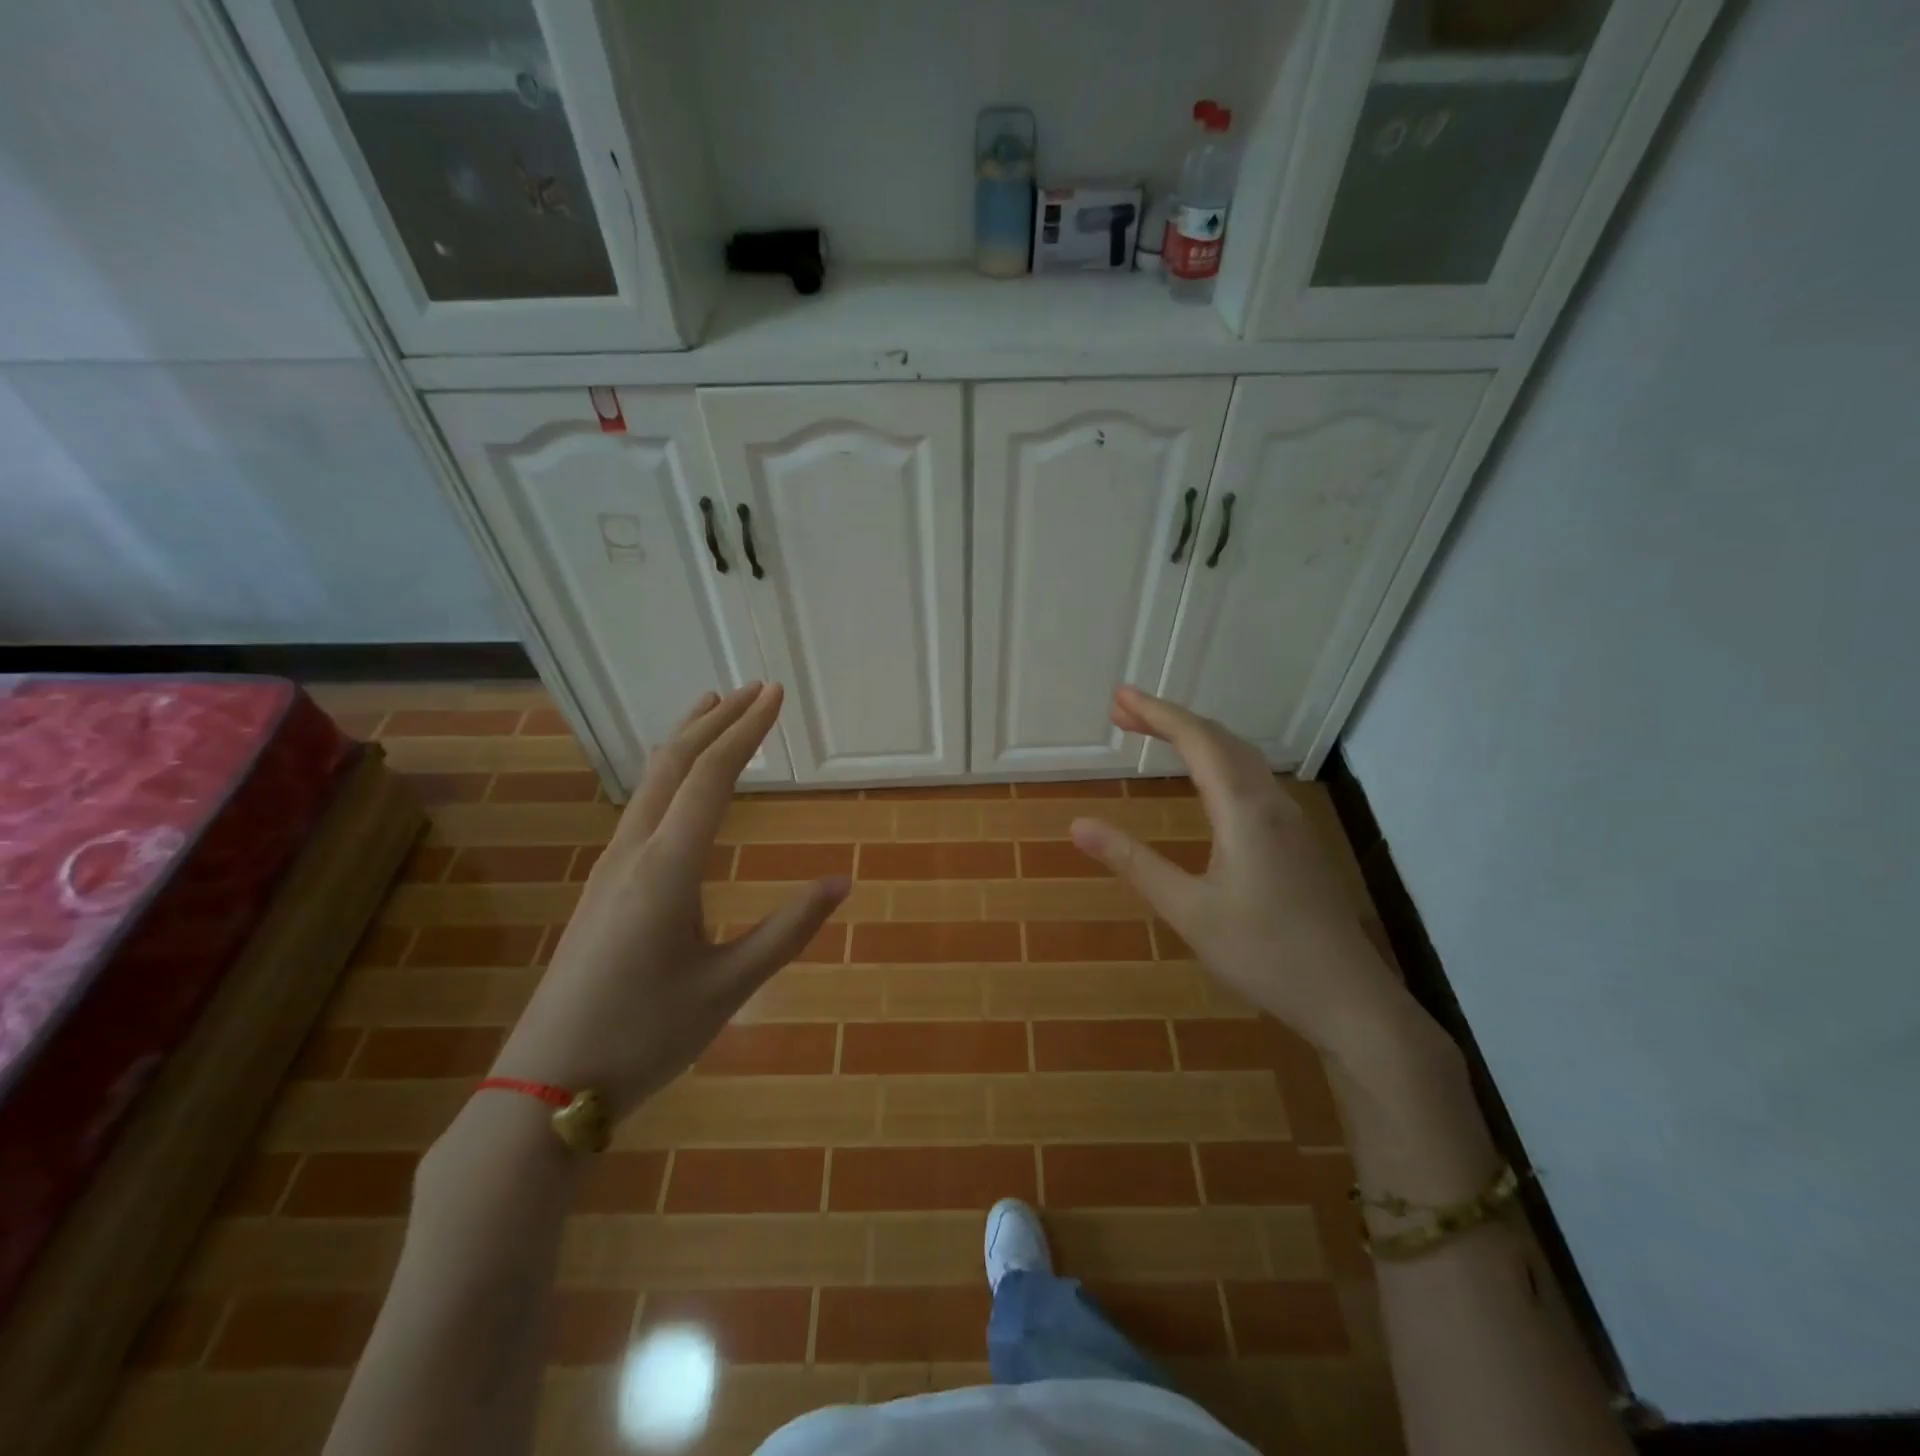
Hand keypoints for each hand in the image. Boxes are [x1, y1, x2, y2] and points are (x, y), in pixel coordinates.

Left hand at [488, 684, 846, 1117]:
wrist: (547, 1085)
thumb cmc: (647, 1035)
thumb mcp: (731, 986)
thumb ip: (788, 929)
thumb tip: (841, 882)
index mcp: (667, 867)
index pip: (713, 776)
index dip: (747, 730)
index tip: (775, 694)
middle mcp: (633, 851)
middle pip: (674, 763)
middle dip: (716, 720)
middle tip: (753, 689)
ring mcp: (609, 868)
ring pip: (650, 782)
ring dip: (686, 741)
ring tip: (712, 711)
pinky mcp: (601, 887)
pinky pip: (640, 808)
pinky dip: (669, 775)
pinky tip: (679, 786)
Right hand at [1070, 687, 1410, 1058]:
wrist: (1349, 1000)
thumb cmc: (1263, 955)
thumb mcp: (1187, 910)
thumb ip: (1132, 862)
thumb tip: (1077, 824)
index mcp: (1244, 811)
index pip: (1197, 741)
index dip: (1156, 713)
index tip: (1119, 696)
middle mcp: (1271, 803)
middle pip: (1220, 739)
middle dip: (1171, 719)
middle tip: (1123, 712)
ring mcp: (1291, 821)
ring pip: (1241, 757)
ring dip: (1196, 738)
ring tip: (1156, 734)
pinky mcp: (1298, 841)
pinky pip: (1252, 778)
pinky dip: (1217, 760)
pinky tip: (1205, 781)